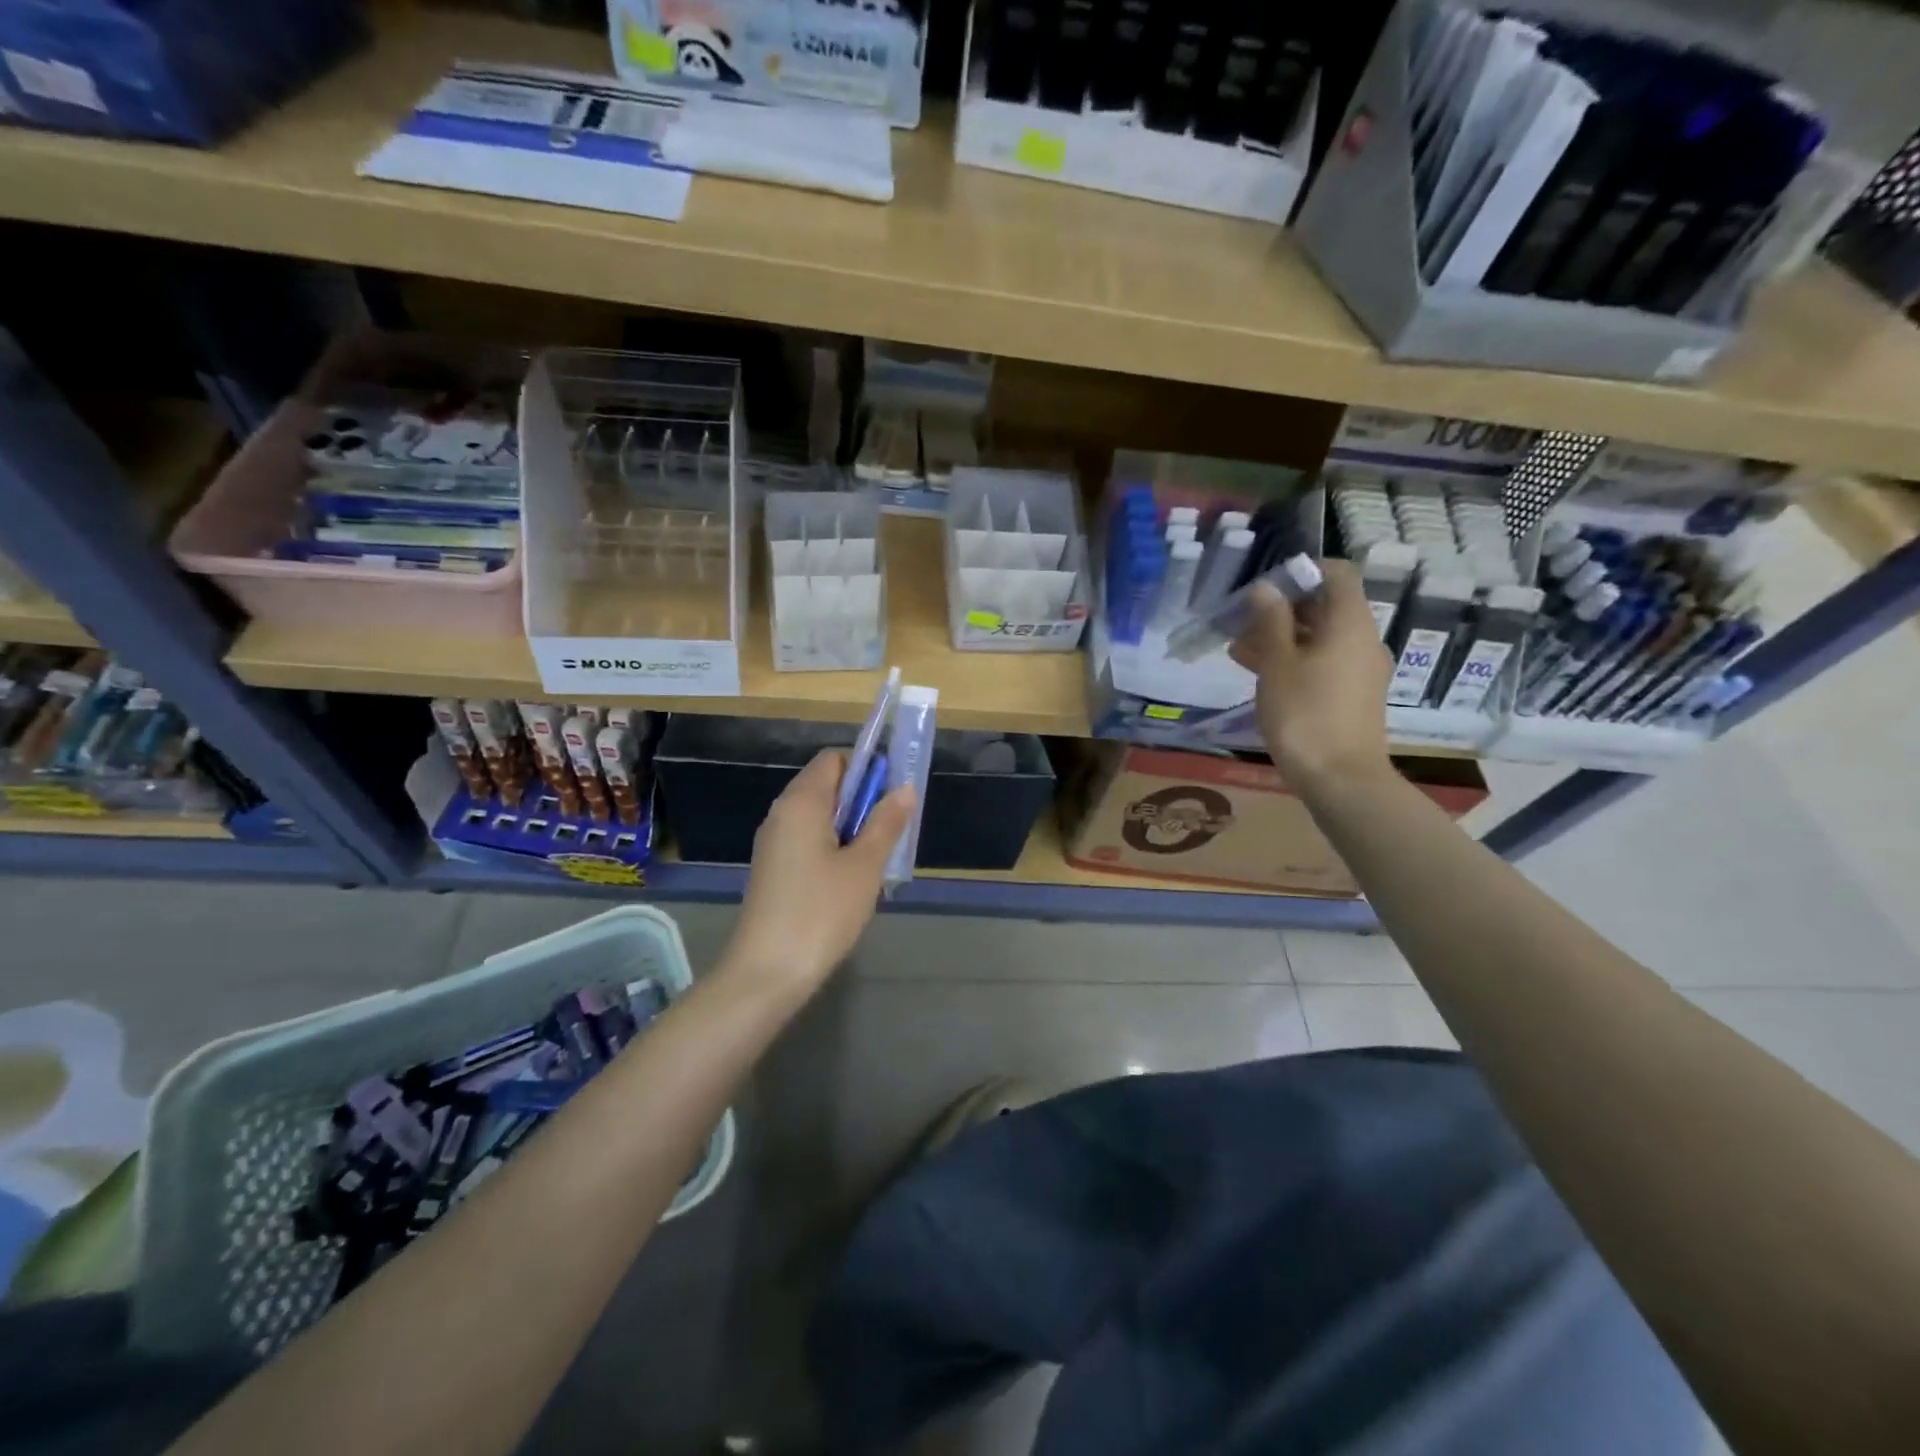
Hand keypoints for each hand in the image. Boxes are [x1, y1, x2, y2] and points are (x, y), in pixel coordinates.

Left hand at [726, 750, 916, 993]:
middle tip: (893, 830)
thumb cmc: (821, 912)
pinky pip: (809, 841)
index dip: (867, 767)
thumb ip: (885, 823)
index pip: (834, 758)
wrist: (767, 973)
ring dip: (852, 828)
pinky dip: (833, 848)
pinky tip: (851, 880)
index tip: (893, 794)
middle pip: (827, 786)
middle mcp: (782, 813)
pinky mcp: (773, 869)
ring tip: (877, 860)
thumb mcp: (864, 867)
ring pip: (820, 817)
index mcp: (801, 802)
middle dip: (863, 800)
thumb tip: (904, 788)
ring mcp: (774, 843)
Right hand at [1229, 559, 1394, 792]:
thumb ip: (1269, 621)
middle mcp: (1363, 640)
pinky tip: (1260, 675)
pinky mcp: (1353, 695)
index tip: (1267, 586)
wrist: (1340, 779)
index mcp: (1350, 623)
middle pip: (1326, 607)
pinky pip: (1324, 663)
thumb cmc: (1304, 714)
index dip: (1303, 572)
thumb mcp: (1277, 664)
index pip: (1338, 574)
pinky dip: (1295, 660)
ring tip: (1239, 651)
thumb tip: (1266, 589)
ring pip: (1321, 638)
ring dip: (1282, 638)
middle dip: (1282, 610)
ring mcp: (1361, 670)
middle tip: (1241, 622)